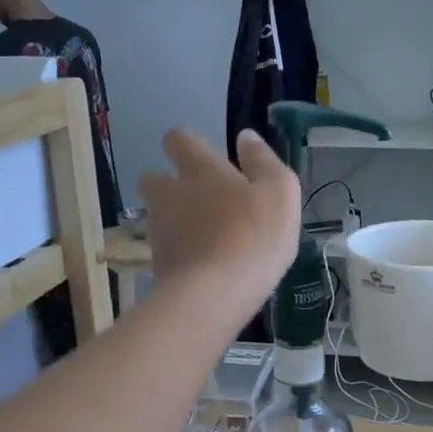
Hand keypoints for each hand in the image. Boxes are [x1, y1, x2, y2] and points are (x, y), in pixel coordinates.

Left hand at [138, 129, 299, 300]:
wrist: (214, 294)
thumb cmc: (254, 236)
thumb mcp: (280, 193)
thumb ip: (264, 161)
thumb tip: (246, 137)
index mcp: (199, 169)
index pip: (178, 139)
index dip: (187, 145)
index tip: (205, 158)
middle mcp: (170, 193)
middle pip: (152, 178)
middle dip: (167, 183)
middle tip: (197, 200)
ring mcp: (159, 230)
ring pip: (157, 215)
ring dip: (173, 220)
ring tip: (202, 238)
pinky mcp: (157, 264)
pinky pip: (165, 249)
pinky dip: (179, 253)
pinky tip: (202, 267)